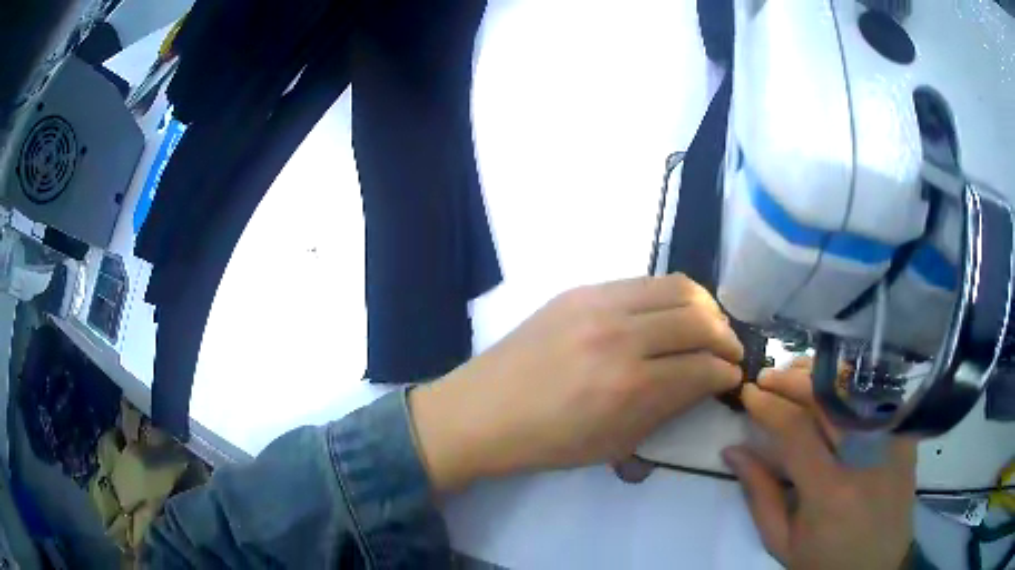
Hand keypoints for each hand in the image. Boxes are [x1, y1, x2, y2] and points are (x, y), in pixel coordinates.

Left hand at [410, 274, 743, 491]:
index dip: (727, 373)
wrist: (482, 411)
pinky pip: (644, 282)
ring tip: (709, 326)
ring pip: (677, 287)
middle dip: (725, 337)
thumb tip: (702, 382)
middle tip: (728, 352)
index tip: (732, 377)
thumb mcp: (615, 443)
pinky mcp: (581, 289)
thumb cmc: (547, 442)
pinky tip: (670, 313)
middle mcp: (620, 336)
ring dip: (705, 307)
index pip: (702, 368)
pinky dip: (671, 295)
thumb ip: (666, 409)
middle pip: (699, 319)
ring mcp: (598, 304)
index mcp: (628, 387)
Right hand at [724, 361, 916, 569]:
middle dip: (791, 381)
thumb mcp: (783, 542)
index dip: (768, 407)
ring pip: (853, 391)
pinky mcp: (904, 437)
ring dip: (820, 377)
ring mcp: (891, 443)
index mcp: (829, 492)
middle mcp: (865, 458)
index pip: (796, 432)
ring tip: (794, 373)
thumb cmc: (824, 562)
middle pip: (827, 401)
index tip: (748, 394)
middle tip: (767, 377)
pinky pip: (876, 399)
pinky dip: (850, 387)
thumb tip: (733, 450)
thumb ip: (760, 495)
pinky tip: (832, 384)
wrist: (877, 567)